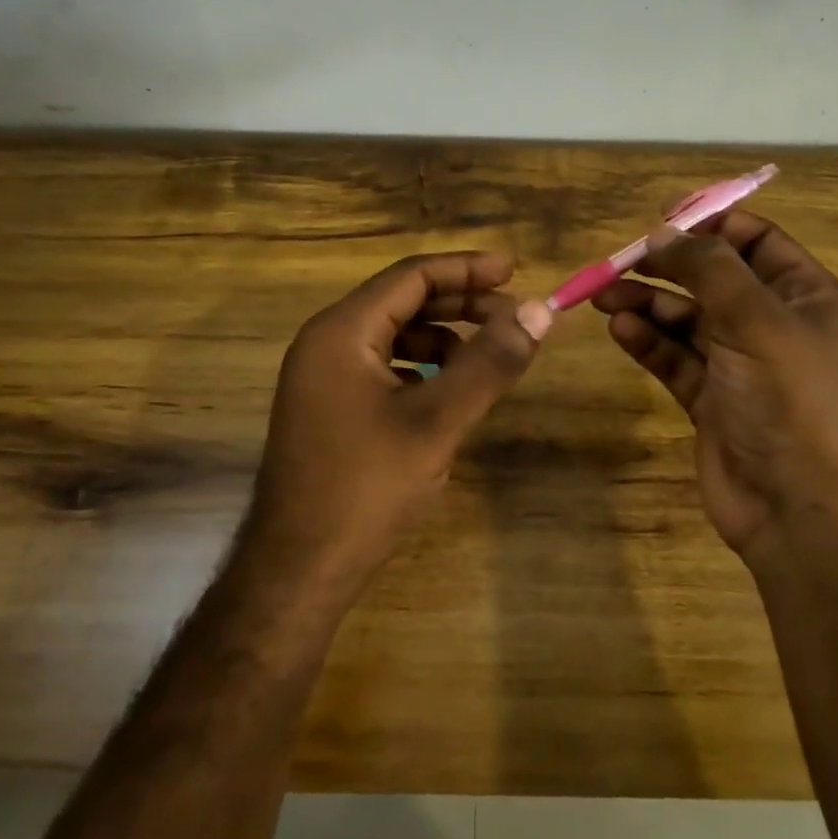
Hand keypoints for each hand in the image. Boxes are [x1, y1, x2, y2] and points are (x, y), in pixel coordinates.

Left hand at [247, 251, 551, 597]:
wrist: (298, 570)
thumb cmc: (366, 488)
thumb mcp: (437, 422)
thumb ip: (489, 363)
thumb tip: (539, 310)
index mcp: (341, 331)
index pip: (411, 276)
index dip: (466, 268)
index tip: (515, 270)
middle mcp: (326, 342)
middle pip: (402, 301)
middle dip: (460, 303)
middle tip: (513, 314)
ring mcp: (323, 377)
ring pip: (394, 336)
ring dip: (443, 338)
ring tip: (488, 358)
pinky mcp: (329, 407)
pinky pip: (383, 367)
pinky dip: (421, 368)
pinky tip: (449, 392)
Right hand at [591, 211, 837, 558]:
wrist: (799, 510)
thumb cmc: (790, 401)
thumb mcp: (756, 321)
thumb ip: (709, 270)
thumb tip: (663, 232)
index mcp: (806, 297)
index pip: (756, 241)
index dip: (711, 224)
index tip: (661, 216)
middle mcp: (774, 325)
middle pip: (712, 280)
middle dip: (667, 267)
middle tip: (619, 261)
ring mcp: (740, 365)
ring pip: (686, 320)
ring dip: (648, 305)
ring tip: (604, 297)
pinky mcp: (710, 400)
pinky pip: (674, 359)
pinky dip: (648, 343)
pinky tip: (620, 331)